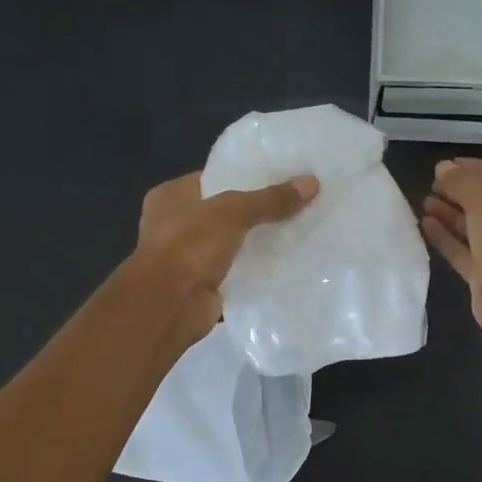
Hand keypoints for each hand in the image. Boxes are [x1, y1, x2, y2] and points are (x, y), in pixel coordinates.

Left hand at [132, 171, 318, 336]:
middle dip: (255, 211)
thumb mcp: (233, 213)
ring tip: (297, 231)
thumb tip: (312, 183)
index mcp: (170, 197)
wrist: (170, 306)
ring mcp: (188, 258)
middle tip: (295, 203)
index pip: (212, 178)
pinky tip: (286, 263)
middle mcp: (175, 225)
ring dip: (256, 242)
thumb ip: (270, 199)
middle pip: (224, 213)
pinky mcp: (204, 286)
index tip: (279, 176)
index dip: (243, 176)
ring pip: (231, 244)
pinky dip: (255, 270)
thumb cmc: (189, 246)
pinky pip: (236, 271)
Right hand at [421, 157, 481, 351]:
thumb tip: (442, 169)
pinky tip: (425, 225)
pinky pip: (463, 251)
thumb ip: (462, 182)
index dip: (473, 169)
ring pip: (473, 228)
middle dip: (459, 192)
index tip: (444, 165)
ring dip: (449, 214)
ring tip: (423, 201)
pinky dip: (446, 238)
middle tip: (430, 184)